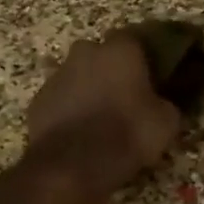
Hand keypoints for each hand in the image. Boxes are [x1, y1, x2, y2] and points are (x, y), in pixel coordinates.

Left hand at [25, 31, 180, 195]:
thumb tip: (162, 103)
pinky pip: (61, 100)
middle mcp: (86, 52)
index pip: (137, 38)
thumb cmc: (126, 133)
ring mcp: (57, 75)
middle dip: (113, 70)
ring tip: (102, 118)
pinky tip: (80, 132)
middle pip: (103, 55)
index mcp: (121, 49)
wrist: (71, 165)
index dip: (145, 56)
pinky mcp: (37, 101)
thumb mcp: (166, 122)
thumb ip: (165, 103)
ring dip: (89, 90)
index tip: (154, 73)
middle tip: (127, 95)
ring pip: (79, 76)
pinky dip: (70, 110)